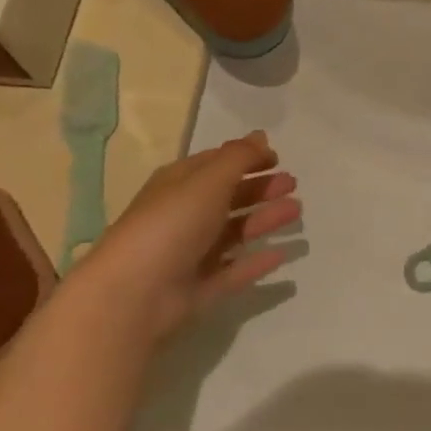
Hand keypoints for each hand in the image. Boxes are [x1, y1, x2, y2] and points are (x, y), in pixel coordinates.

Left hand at [85, 132, 299, 340]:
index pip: (215, 164)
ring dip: (264, 220)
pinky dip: (256, 262)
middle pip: (228, 197)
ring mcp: (191, 254)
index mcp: (179, 184)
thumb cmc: (171, 224)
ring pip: (234, 232)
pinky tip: (281, 255)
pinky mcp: (199, 288)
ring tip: (296, 211)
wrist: (134, 294)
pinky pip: (234, 271)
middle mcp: (184, 215)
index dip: (246, 158)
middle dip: (260, 189)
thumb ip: (239, 158)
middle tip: (293, 185)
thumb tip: (261, 136)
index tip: (278, 158)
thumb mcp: (208, 180)